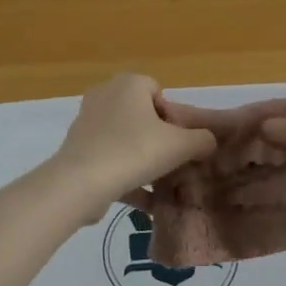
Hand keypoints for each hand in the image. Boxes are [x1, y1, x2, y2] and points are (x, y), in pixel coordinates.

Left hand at [48, 74, 216, 221]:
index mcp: (128, 84)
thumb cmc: (135, 151)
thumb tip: (208, 141)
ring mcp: (87, 121)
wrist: (81, 183)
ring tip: (157, 185)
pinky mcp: (77, 148)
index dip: (172, 117)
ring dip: (142, 160)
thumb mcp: (181, 145)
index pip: (158, 92)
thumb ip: (202, 140)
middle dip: (157, 139)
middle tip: (169, 163)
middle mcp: (105, 95)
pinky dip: (125, 175)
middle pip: (142, 116)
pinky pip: (109, 158)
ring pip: (125, 139)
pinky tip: (142, 201)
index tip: (176, 142)